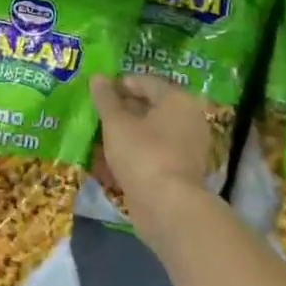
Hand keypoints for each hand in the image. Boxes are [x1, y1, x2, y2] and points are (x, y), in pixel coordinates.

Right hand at [91, 74, 213, 238]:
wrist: (168, 208)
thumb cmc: (143, 154)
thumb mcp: (116, 123)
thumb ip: (106, 99)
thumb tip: (97, 77)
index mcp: (178, 100)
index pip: (146, 82)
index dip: (119, 84)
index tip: (97, 93)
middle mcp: (188, 118)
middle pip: (150, 106)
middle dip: (122, 109)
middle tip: (97, 113)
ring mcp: (187, 146)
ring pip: (151, 131)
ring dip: (126, 132)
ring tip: (99, 136)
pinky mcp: (180, 170)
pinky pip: (154, 152)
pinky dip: (135, 151)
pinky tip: (112, 158)